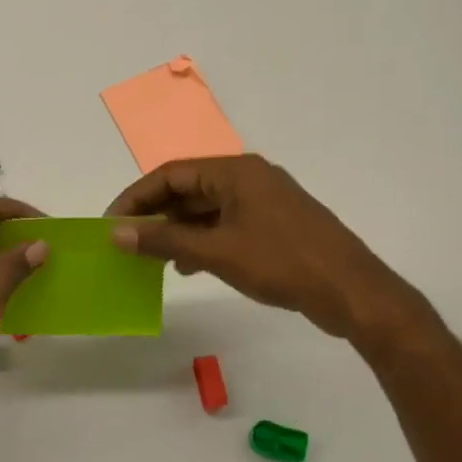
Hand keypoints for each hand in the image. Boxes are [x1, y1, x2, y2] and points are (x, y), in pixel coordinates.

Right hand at [107, 155, 426, 345]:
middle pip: (188, 188)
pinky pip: (225, 225)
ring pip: (206, 209)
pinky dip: (201, 241)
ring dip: (177, 230)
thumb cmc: (281, 263)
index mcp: (235, 172)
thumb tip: (117, 232)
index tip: (111, 223)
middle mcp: (248, 178)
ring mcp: (263, 202)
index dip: (136, 197)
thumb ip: (164, 240)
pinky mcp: (273, 226)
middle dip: (155, 214)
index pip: (171, 174)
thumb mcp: (216, 251)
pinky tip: (186, 266)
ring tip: (150, 257)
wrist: (350, 290)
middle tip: (126, 241)